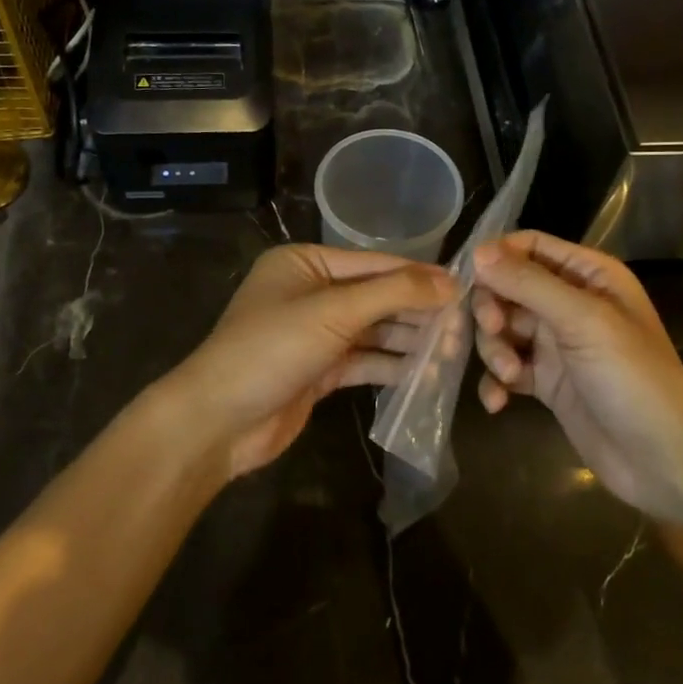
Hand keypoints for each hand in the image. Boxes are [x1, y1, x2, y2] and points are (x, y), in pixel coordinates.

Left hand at [165, 244, 455, 478]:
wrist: (218, 421)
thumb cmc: (272, 349)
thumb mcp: (334, 312)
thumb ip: (394, 293)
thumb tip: (450, 281)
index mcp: (305, 262)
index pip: (374, 263)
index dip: (419, 276)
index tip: (464, 287)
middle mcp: (310, 292)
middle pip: (376, 297)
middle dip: (416, 312)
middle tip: (463, 327)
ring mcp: (313, 333)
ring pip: (372, 331)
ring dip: (408, 342)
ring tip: (450, 354)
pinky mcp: (317, 370)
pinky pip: (363, 361)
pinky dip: (390, 367)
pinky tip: (424, 377)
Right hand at [472, 231, 682, 525]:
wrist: (663, 462)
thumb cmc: (633, 379)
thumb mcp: (583, 322)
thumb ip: (529, 284)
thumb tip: (478, 251)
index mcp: (589, 275)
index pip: (530, 246)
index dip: (497, 257)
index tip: (468, 279)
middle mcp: (571, 303)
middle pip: (508, 287)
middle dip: (492, 309)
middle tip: (493, 330)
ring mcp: (557, 344)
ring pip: (502, 329)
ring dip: (495, 349)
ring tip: (508, 375)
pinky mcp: (547, 382)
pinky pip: (507, 368)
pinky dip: (496, 381)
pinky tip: (498, 401)